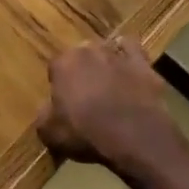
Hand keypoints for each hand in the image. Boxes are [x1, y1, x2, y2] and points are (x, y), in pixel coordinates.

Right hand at [38, 38, 188, 171]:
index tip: (63, 102)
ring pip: (106, 51)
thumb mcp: (49, 132)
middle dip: (82, 70)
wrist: (135, 138)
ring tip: (108, 84)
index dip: (59, 85)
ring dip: (105, 63)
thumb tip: (49, 110)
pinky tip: (129, 68)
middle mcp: (88, 51)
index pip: (56, 67)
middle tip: (86, 94)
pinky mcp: (143, 64)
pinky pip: (133, 50)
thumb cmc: (85, 133)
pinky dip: (129, 55)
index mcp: (63, 63)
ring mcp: (118, 55)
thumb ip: (45, 115)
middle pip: (81, 56)